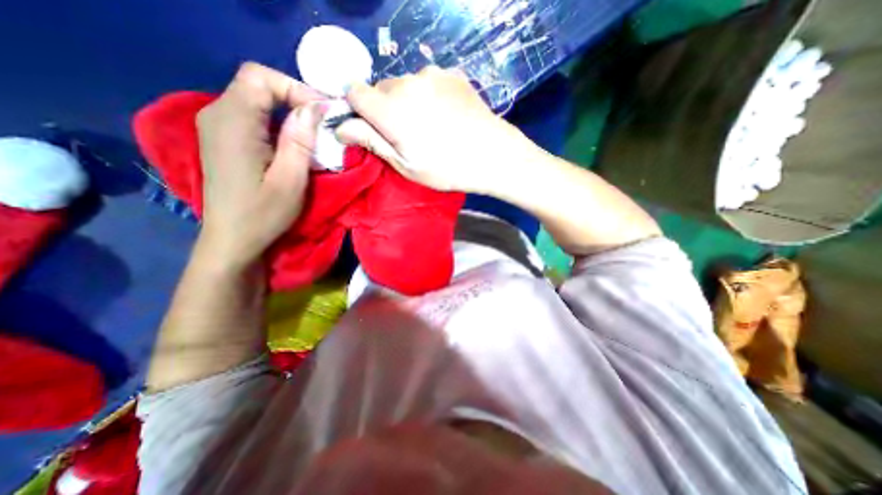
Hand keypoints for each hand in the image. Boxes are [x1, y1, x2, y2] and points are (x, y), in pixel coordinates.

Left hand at [195, 64, 326, 268]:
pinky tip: (293, 141)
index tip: (323, 113)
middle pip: (256, 84)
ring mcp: (216, 125)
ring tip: (314, 132)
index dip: (295, 88)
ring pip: (255, 98)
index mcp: (233, 123)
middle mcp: (217, 114)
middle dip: (295, 97)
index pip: (259, 77)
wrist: (233, 239)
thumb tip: (315, 107)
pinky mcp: (223, 138)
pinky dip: (278, 121)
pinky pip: (252, 115)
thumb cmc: (263, 214)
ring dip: (288, 110)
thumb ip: (300, 140)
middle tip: (324, 122)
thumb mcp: (290, 179)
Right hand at [335, 64, 532, 194]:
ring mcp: (432, 74)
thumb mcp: (406, 165)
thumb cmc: (447, 168)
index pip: (354, 92)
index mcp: (390, 110)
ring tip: (431, 125)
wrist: (493, 155)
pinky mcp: (452, 73)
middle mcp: (406, 83)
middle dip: (385, 108)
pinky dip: (429, 94)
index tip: (373, 128)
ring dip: (408, 100)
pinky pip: (428, 80)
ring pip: (405, 83)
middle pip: (381, 88)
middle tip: (407, 134)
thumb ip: (372, 142)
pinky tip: (446, 113)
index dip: (359, 110)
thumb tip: (340, 127)